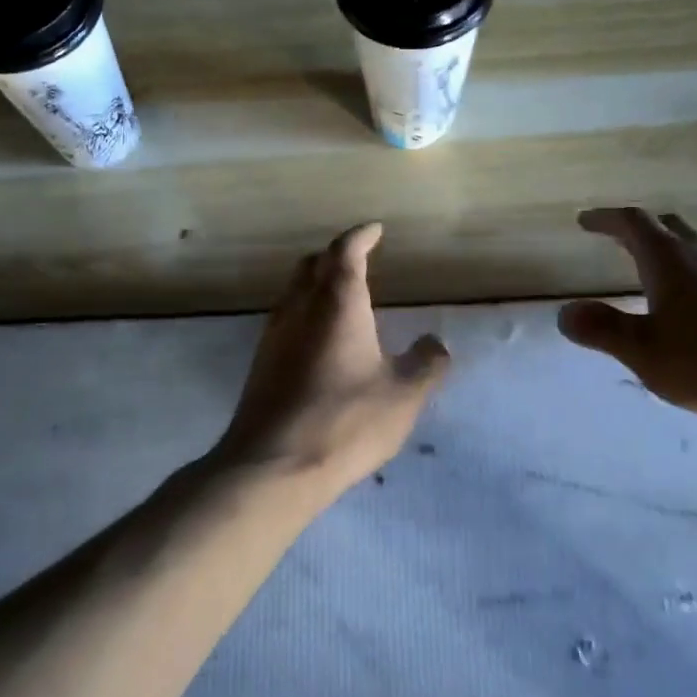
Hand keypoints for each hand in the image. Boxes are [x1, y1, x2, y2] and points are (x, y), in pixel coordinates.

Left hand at [216, 223, 450, 501]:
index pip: (345, 252)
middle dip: (334, 256)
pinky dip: (304, 314)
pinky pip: (284, 322)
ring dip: (315, 285)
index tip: (374, 230)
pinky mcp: (260, 365)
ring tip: (340, 299)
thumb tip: (436, 343)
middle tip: (357, 260)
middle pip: (311, 265)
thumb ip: (426, 364)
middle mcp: (299, 309)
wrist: (273, 466)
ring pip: (293, 293)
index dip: (360, 236)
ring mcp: (273, 337)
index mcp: (337, 304)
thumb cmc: (346, 421)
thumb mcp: (403, 395)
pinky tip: (319, 342)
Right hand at [558, 208, 696, 424]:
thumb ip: (603, 329)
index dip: (606, 219)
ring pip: (696, 246)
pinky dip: (693, 272)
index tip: (586, 220)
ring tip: (653, 271)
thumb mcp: (647, 353)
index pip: (633, 223)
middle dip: (638, 229)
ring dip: (669, 250)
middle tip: (615, 239)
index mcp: (672, 261)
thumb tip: (564, 312)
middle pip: (668, 226)